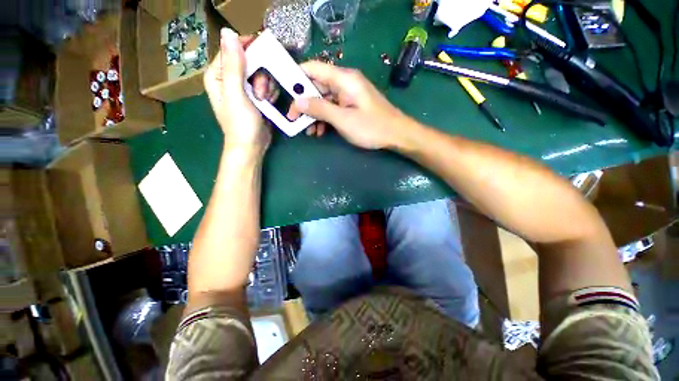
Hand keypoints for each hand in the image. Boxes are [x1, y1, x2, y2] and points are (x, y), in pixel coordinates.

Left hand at [204, 28, 276, 154]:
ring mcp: (244, 88)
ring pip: (261, 73)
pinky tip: (268, 102)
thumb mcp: (236, 95)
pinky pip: (267, 85)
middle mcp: (230, 78)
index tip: (264, 53)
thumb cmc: (241, 124)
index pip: (232, 49)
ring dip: (266, 86)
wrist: (252, 146)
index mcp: (218, 75)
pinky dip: (270, 92)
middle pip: (250, 61)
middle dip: (259, 75)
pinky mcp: (256, 97)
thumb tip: (228, 32)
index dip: (248, 48)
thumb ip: (233, 66)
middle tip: (260, 93)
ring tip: (264, 100)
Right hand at [290, 61, 413, 149]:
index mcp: (344, 79)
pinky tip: (320, 131)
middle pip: (317, 86)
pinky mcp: (351, 105)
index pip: (313, 68)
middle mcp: (345, 82)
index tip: (285, 94)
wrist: (396, 135)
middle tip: (295, 120)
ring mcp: (348, 95)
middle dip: (305, 103)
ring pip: (324, 99)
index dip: (296, 78)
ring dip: (314, 114)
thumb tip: (298, 102)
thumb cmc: (372, 127)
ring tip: (308, 131)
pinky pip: (333, 108)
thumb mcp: (343, 119)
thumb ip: (320, 109)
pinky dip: (325, 118)